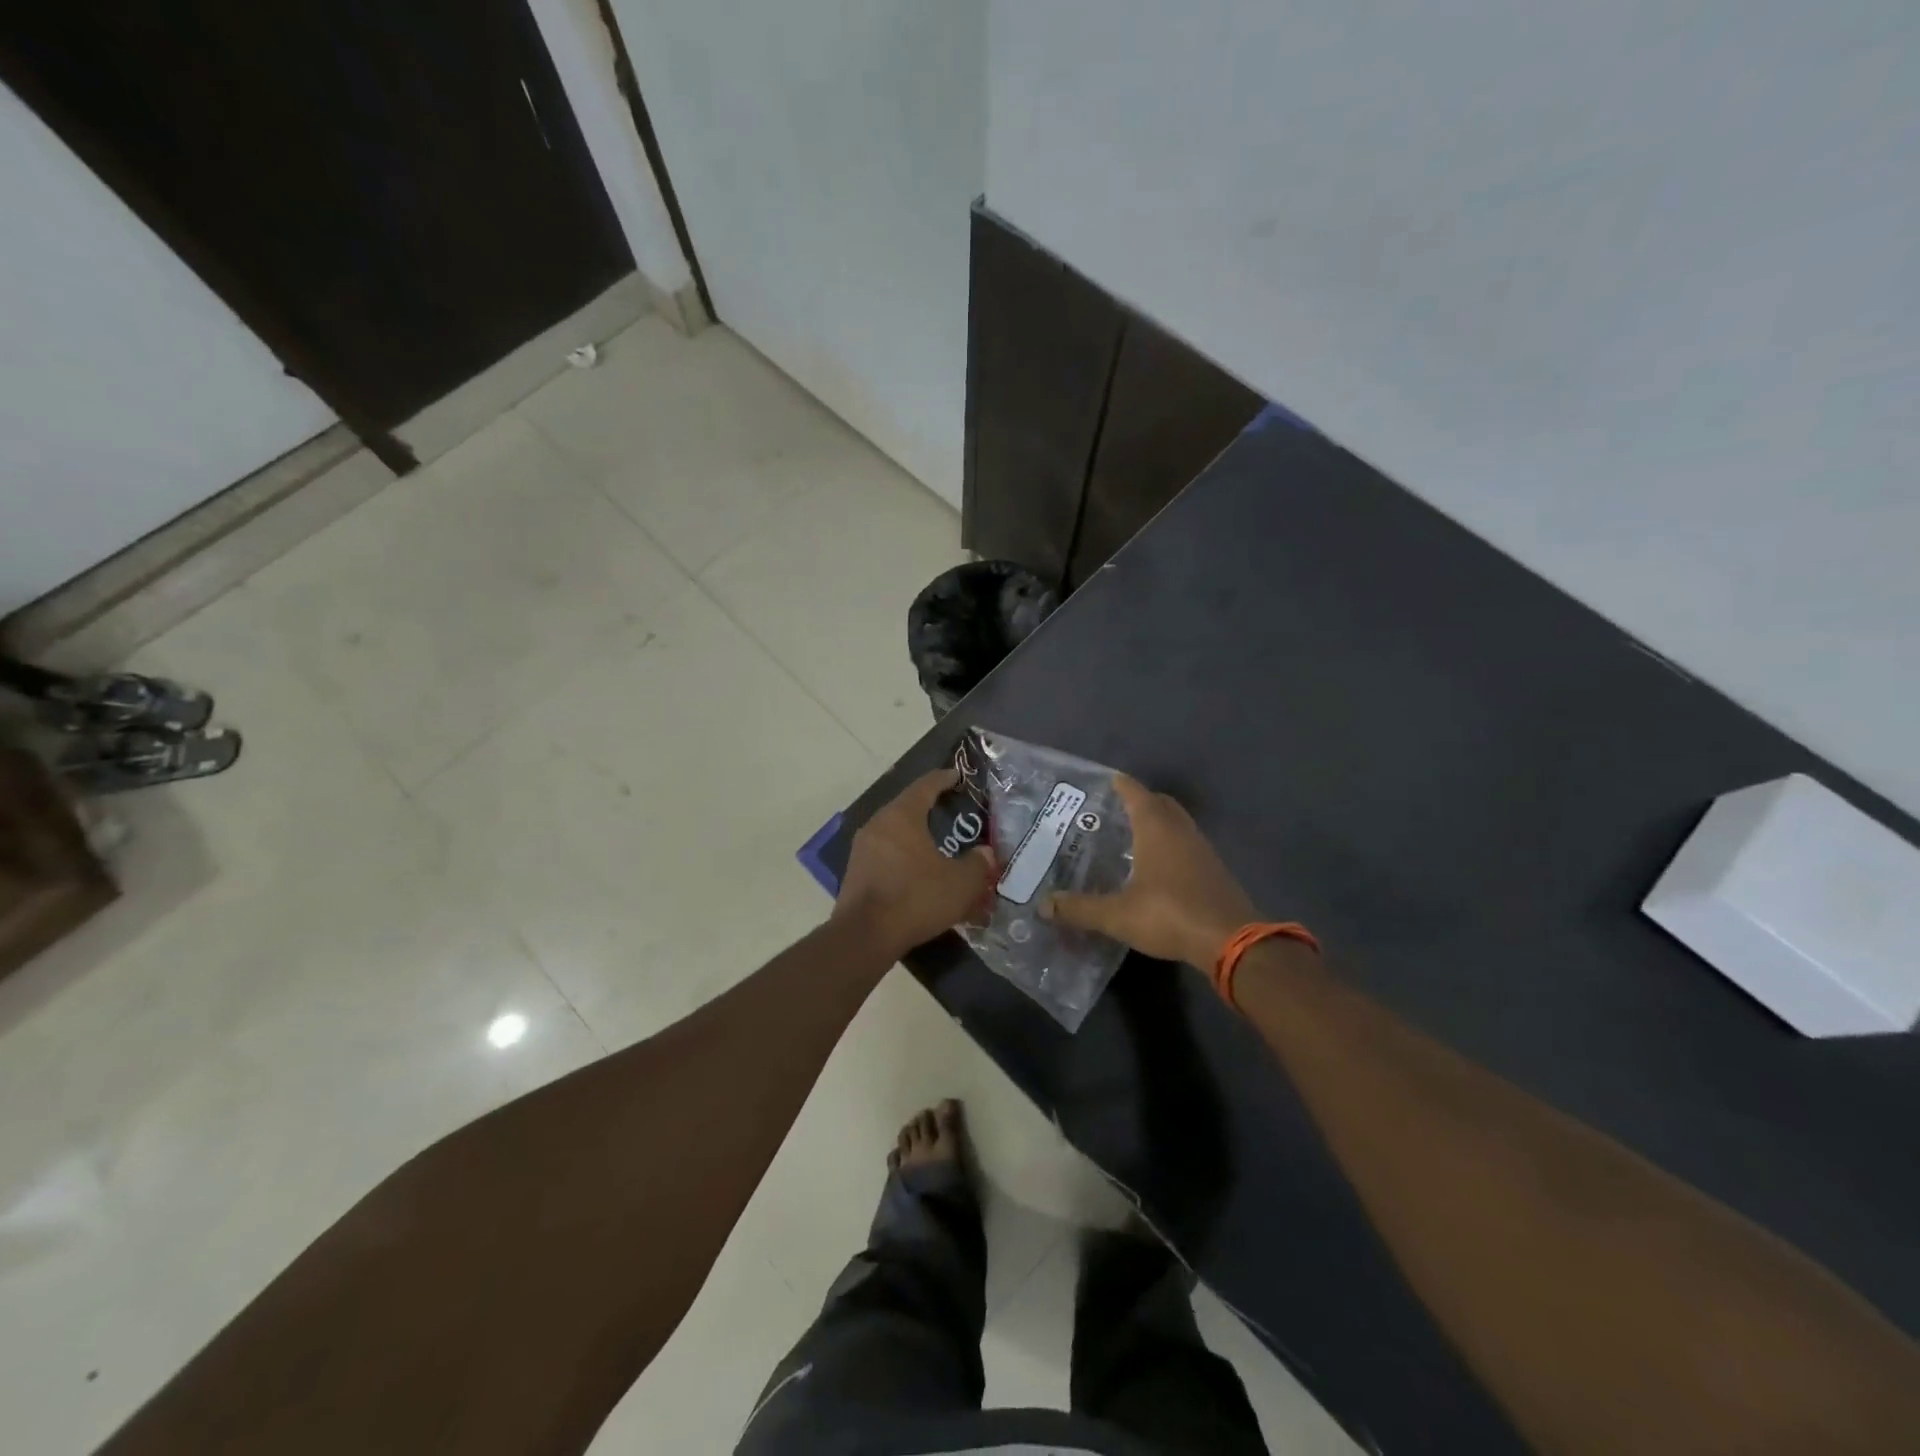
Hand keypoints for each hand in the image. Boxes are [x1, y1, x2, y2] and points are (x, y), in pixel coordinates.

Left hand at [833, 769, 995, 957]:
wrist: (865, 936)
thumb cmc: (915, 898)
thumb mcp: (960, 883)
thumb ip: (978, 864)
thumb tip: (986, 854)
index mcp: (902, 816)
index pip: (925, 786)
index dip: (944, 778)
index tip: (957, 775)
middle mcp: (878, 824)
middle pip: (907, 807)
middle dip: (929, 807)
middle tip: (951, 811)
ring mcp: (862, 848)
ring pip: (894, 832)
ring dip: (915, 834)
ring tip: (936, 843)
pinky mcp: (855, 872)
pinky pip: (885, 853)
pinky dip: (903, 855)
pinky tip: (916, 871)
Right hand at [1041, 775, 1257, 968]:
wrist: (1230, 941)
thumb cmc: (1169, 914)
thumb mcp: (1117, 915)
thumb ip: (1080, 908)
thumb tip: (1043, 905)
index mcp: (1156, 829)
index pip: (1136, 793)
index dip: (1120, 785)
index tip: (1104, 782)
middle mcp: (1180, 830)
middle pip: (1160, 803)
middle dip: (1140, 801)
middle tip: (1114, 811)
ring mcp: (1202, 849)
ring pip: (1177, 823)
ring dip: (1157, 824)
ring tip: (1131, 837)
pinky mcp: (1213, 870)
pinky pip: (1187, 844)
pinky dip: (1171, 845)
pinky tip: (1156, 867)